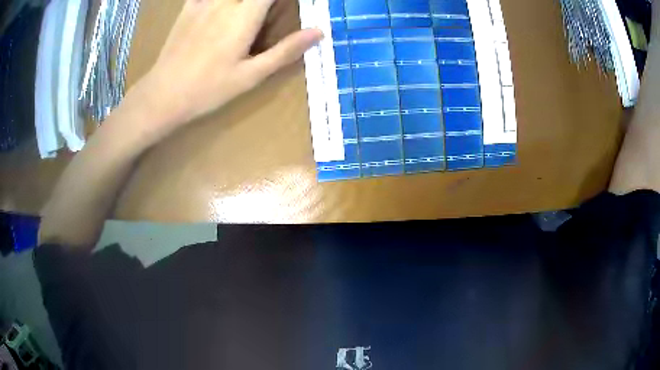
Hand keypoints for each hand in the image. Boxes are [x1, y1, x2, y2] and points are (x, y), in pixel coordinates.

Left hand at [134, 0, 321, 133]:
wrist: (163, 94)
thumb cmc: (209, 88)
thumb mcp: (251, 75)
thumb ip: (286, 50)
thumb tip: (319, 32)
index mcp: (245, 15)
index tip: (291, 4)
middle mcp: (226, 1)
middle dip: (264, 1)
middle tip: (266, 12)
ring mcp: (204, 2)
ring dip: (245, 0)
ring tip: (249, 13)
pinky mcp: (188, 7)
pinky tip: (224, 7)